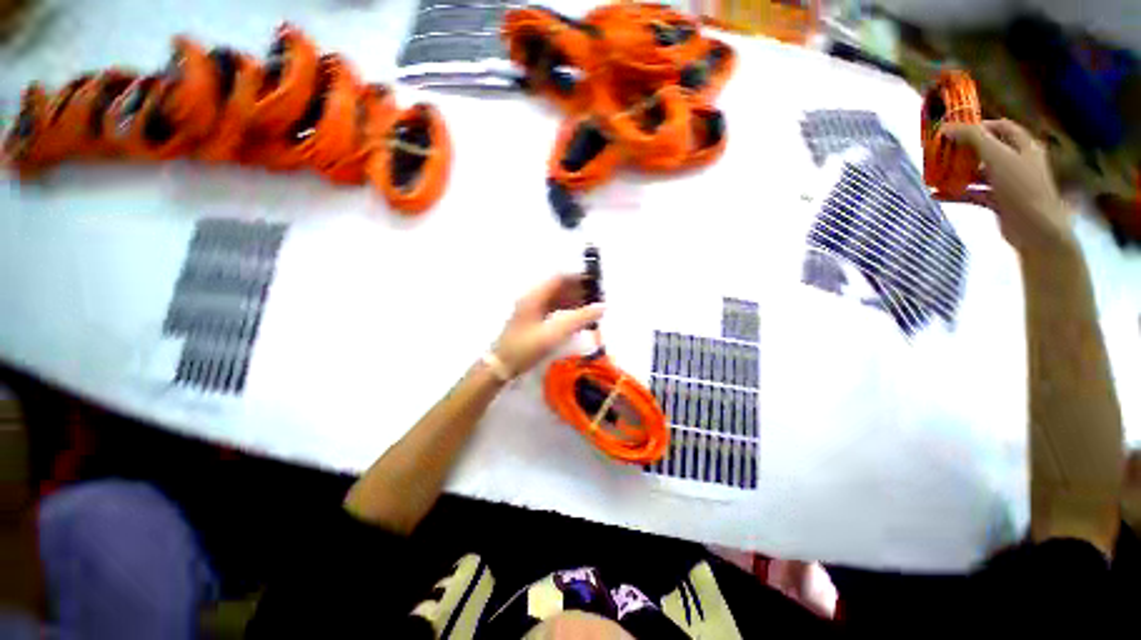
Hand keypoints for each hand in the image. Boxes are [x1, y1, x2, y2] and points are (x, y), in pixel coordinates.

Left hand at [492, 275, 604, 377]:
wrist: (501, 366)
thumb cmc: (526, 348)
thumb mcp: (554, 334)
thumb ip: (579, 319)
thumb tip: (602, 306)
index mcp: (535, 296)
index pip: (560, 278)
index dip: (578, 278)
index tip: (596, 283)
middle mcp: (533, 298)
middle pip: (559, 287)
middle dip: (579, 290)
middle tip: (598, 298)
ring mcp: (533, 308)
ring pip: (558, 298)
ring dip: (575, 301)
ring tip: (593, 309)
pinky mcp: (534, 319)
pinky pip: (554, 309)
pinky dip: (568, 311)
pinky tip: (579, 319)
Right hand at [941, 120, 1076, 256]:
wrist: (1035, 229)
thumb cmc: (1021, 187)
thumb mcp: (997, 157)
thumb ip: (973, 139)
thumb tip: (947, 128)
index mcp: (1023, 146)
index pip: (1001, 127)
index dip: (980, 125)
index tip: (956, 130)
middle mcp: (1017, 161)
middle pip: (988, 150)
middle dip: (964, 151)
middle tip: (941, 153)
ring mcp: (1008, 183)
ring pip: (979, 173)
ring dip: (957, 174)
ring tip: (934, 175)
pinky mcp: (999, 202)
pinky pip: (974, 194)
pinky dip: (957, 194)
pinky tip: (937, 196)